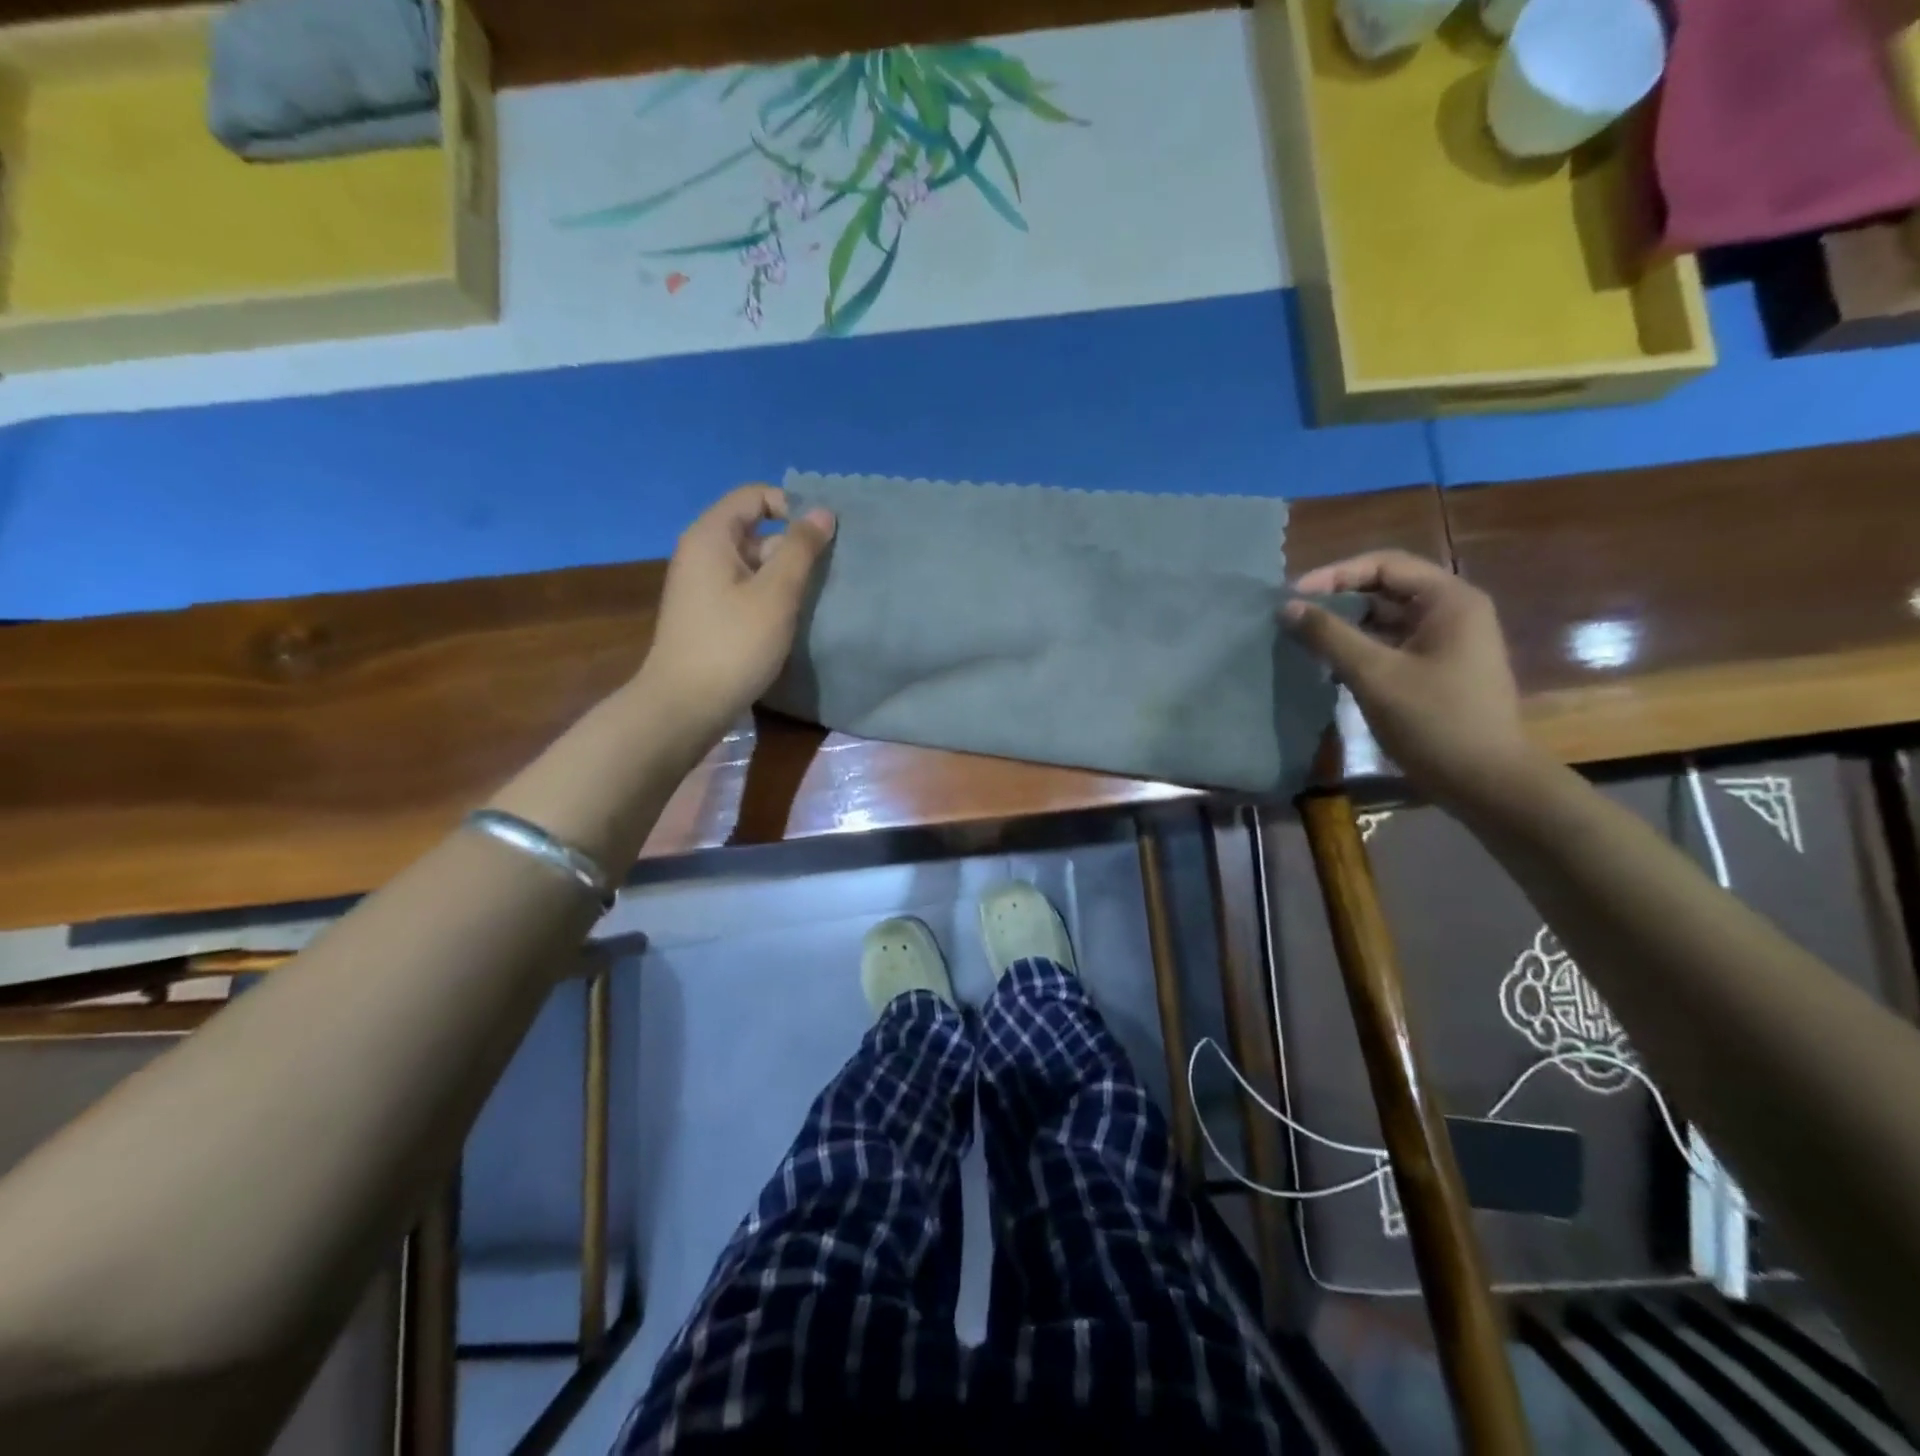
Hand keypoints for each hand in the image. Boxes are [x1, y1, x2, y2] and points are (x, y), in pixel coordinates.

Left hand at [638, 485, 834, 741]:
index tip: (825, 536)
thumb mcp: (776, 594)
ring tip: (820, 596)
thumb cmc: (733, 644)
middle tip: (831, 571)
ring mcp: (704, 585)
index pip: (755, 496)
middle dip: (794, 545)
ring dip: (787, 575)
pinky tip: (794, 619)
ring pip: (754, 564)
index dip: (792, 506)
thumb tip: (823, 512)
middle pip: (756, 530)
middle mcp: (703, 553)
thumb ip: (801, 549)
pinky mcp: (709, 614)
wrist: (685, 705)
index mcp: (711, 536)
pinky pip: (746, 589)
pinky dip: (771, 597)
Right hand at [1284, 551, 1531, 808]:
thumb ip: (1329, 636)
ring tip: (1304, 640)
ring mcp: (1447, 642)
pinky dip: (1359, 649)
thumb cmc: (1434, 721)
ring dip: (1345, 626)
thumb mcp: (1375, 675)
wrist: (1486, 781)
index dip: (1335, 575)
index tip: (1293, 596)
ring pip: (1385, 619)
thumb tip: (1287, 607)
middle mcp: (1452, 612)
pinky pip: (1391, 645)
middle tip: (1293, 617)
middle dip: (1337, 599)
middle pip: (1385, 589)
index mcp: (1449, 600)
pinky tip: (1328, 666)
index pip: (1384, 565)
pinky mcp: (1437, 669)